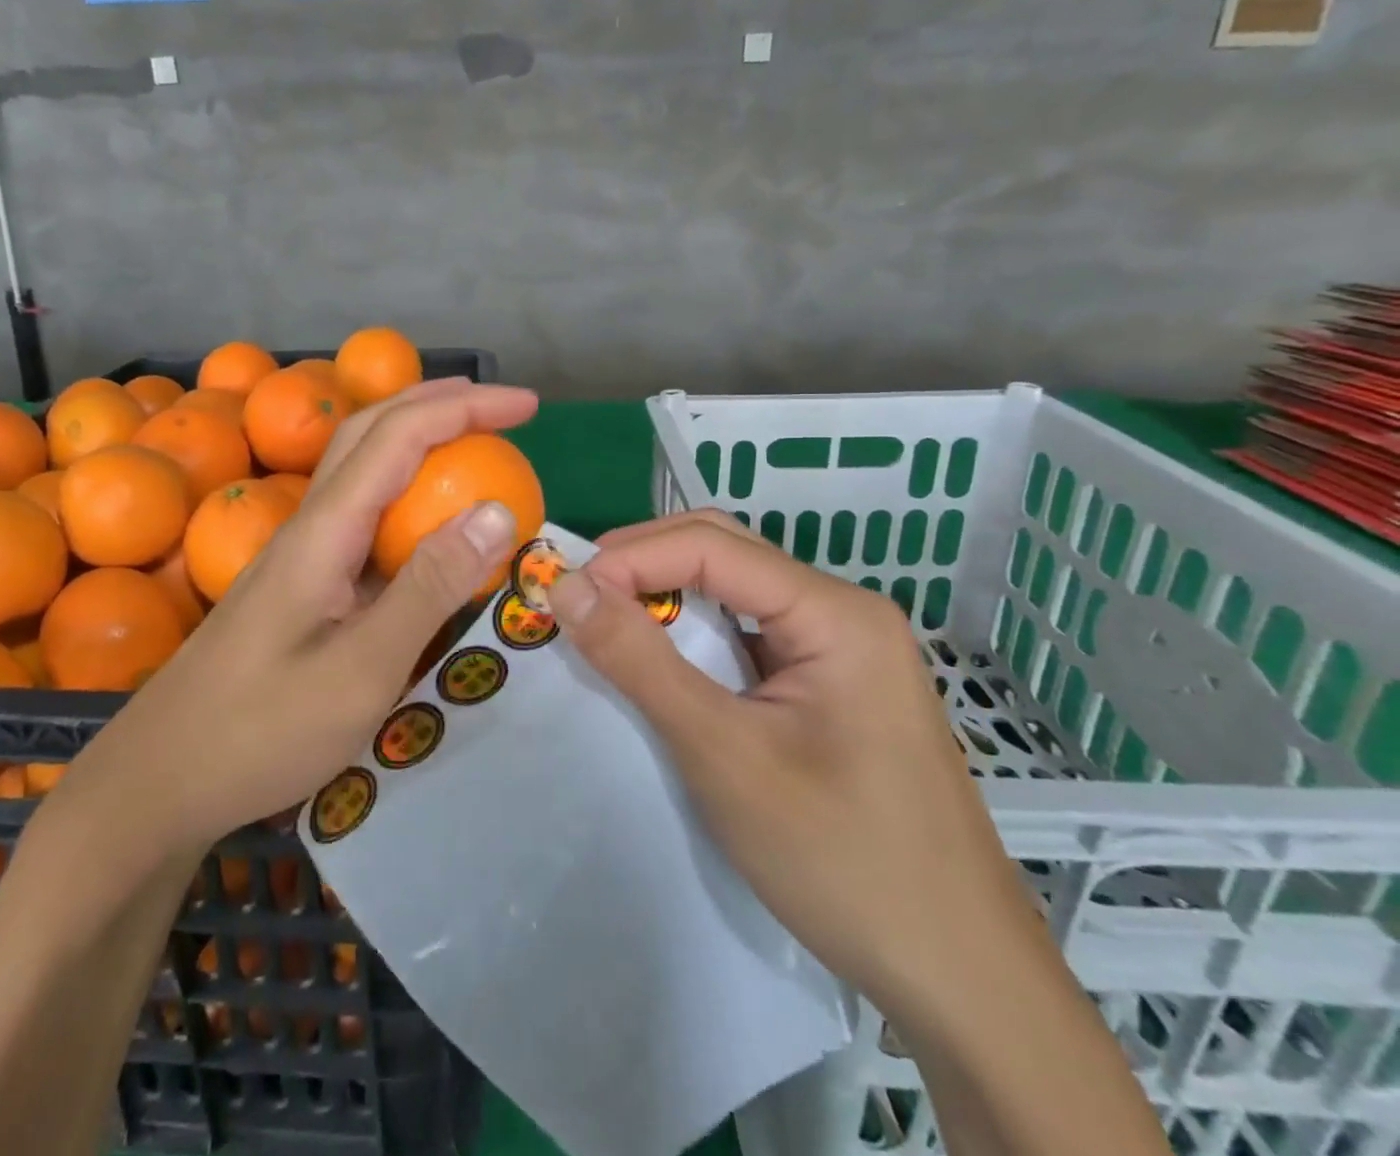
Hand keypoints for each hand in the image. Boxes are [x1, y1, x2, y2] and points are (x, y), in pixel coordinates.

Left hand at [63, 379, 538, 853]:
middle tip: (501, 408)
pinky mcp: (301, 581)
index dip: (466, 408)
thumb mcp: (362, 669)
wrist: (162, 779)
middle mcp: (310, 523)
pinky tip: (426, 523)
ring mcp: (301, 551)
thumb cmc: (261, 730)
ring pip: (361, 466)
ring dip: (417, 437)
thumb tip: (495, 511)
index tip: (527, 405)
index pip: (400, 436)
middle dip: (439, 403)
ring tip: (471, 442)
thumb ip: (429, 587)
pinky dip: (405, 493)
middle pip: (371, 430)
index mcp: (325, 529)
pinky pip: (361, 514)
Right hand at [544, 510, 1049, 1020]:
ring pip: (734, 591)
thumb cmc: (843, 861)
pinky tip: (660, 662)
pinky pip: (748, 634)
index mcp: (835, 612)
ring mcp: (841, 650)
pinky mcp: (830, 687)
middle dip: (644, 563)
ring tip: (605, 623)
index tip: (565, 592)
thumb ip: (639, 662)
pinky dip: (693, 636)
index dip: (630, 558)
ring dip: (665, 597)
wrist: (962, 981)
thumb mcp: (723, 755)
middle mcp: (842, 613)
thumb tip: (566, 586)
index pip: (711, 546)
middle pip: (725, 552)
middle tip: (579, 598)